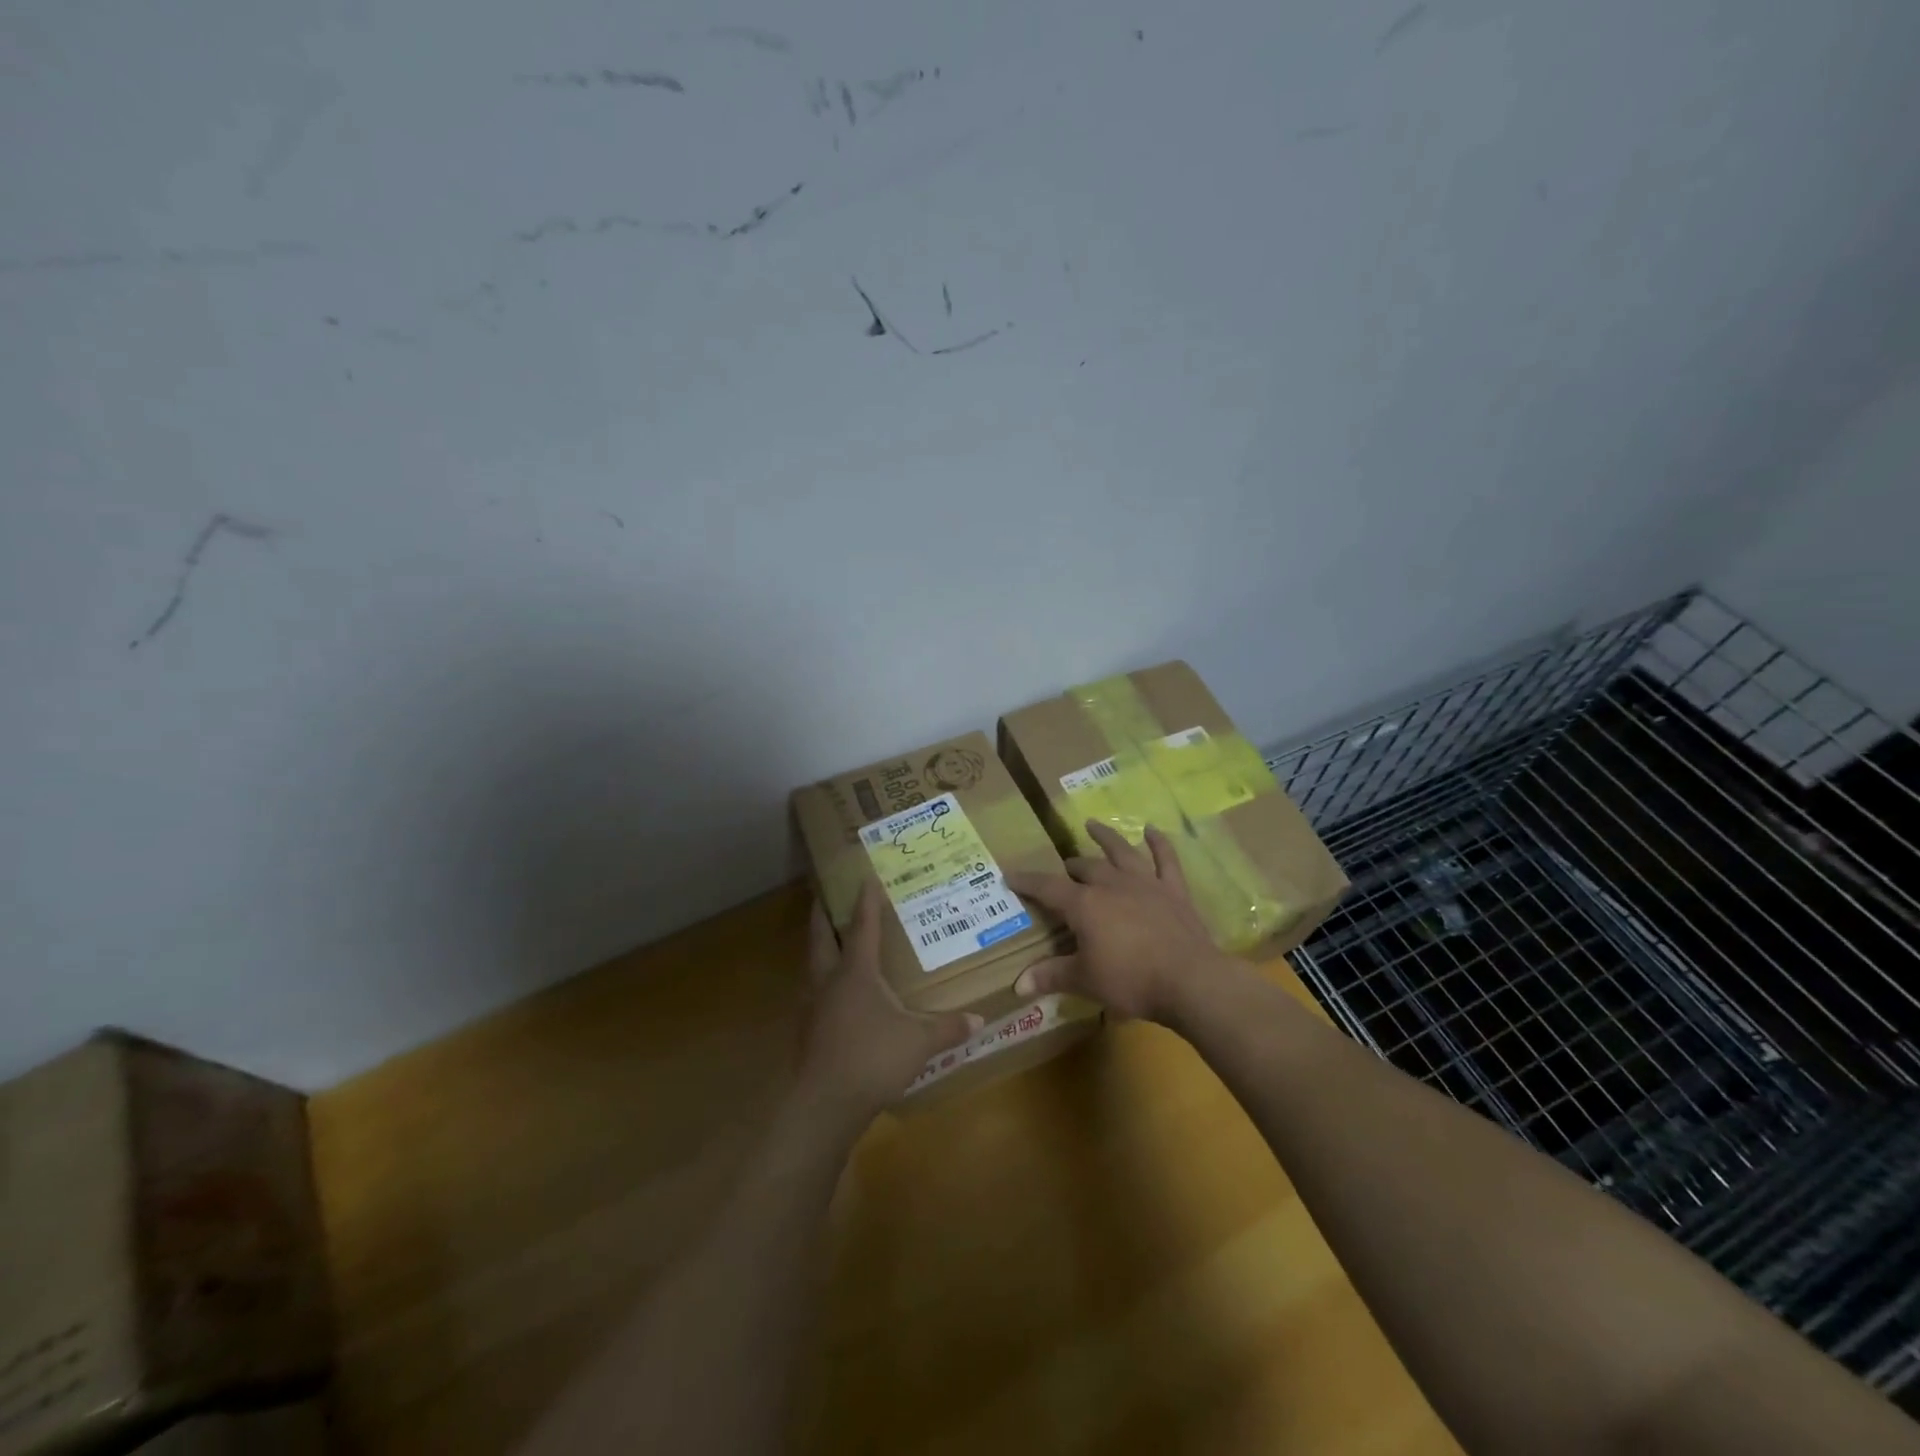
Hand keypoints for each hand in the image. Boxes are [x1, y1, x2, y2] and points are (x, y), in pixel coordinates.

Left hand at [797, 882, 981, 1125]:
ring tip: (830, 941)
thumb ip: (948, 1027)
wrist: (825, 1104)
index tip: (865, 878)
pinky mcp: (808, 1031)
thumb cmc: (873, 1058)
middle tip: (824, 897)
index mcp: (856, 972)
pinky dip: (822, 981)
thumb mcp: (919, 1042)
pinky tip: (834, 994)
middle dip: (823, 915)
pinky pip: (814, 993)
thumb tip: (980, 1020)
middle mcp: (829, 981)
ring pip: (812, 965)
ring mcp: (813, 1006)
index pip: (862, 927)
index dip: (865, 902)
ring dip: (819, 948)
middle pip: (821, 938)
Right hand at [1007, 821, 1233, 1023]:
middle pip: (1085, 867)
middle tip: (1063, 870)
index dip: (1027, 881)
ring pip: (1121, 852)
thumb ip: (1051, 976)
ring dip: (1106, 837)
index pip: (1047, 888)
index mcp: (1084, 904)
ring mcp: (1146, 883)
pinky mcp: (1174, 891)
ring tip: (1092, 824)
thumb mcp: (1085, 981)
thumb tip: (1018, 984)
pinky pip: (1166, 860)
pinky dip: (1159, 843)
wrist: (1190, 980)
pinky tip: (1152, 830)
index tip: (1010, 875)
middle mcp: (1112, 884)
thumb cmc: (1131, 980)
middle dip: (1070, 867)